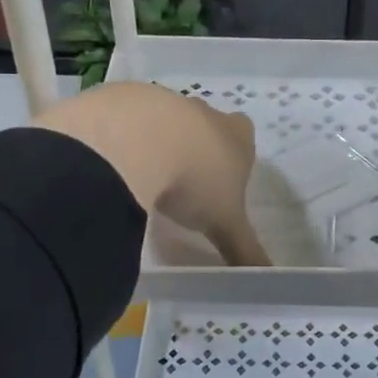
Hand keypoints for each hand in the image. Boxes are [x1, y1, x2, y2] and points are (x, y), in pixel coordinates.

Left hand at [35, 82, 269, 265]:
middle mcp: (202, 111)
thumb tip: (268, 280)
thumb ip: (244, 251)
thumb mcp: (223, 224)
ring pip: (163, 119)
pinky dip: (119, 138)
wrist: (135, 141)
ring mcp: (161, 99)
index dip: (234, 157)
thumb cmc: (194, 180)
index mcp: (235, 135)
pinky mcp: (121, 96)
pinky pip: (123, 118)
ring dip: (155, 142)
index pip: (244, 136)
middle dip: (194, 149)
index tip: (220, 183)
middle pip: (204, 125)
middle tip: (181, 184)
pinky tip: (108, 164)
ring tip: (140, 177)